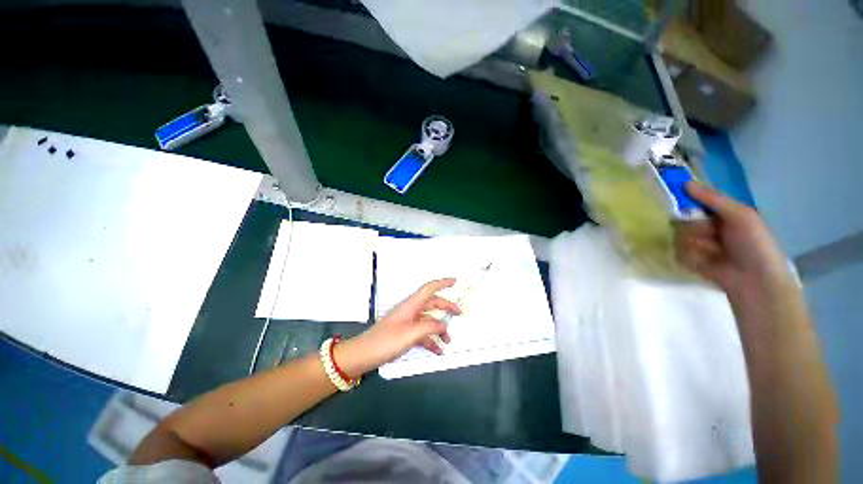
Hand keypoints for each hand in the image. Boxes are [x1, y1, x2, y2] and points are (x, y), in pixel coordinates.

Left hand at [334, 279, 459, 377]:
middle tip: (459, 314)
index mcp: (411, 304)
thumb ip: (431, 327)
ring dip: (439, 328)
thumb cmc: (387, 340)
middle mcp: (411, 310)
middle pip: (432, 303)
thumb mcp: (412, 333)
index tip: (455, 281)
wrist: (364, 355)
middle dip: (446, 307)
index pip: (429, 288)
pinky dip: (431, 340)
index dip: (443, 283)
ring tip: (449, 341)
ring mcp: (408, 322)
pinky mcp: (404, 334)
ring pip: (429, 320)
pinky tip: (438, 351)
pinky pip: (422, 334)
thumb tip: (444, 325)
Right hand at [675, 182, 789, 293]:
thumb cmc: (754, 244)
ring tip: (712, 252)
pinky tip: (705, 263)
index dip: (686, 200)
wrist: (755, 280)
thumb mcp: (740, 215)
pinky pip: (678, 252)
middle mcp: (707, 227)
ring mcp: (697, 244)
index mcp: (722, 214)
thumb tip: (685, 183)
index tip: (675, 198)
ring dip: (695, 243)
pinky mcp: (690, 260)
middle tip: (710, 233)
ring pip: (679, 236)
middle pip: (684, 219)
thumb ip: (714, 199)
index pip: (696, 202)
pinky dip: (691, 257)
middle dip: (695, 227)